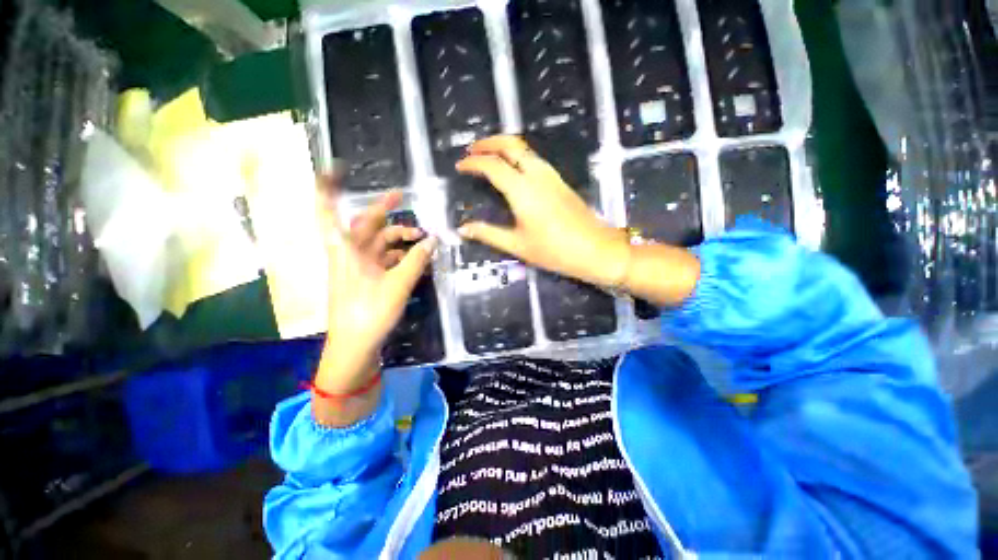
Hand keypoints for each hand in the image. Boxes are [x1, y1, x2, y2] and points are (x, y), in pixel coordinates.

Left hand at [316, 176, 436, 393]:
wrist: (355, 346)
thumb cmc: (370, 312)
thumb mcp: (399, 284)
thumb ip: (417, 260)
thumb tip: (433, 240)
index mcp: (347, 250)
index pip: (328, 212)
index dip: (327, 189)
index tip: (335, 169)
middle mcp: (349, 254)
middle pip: (365, 225)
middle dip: (385, 211)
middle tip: (404, 199)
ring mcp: (358, 267)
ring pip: (378, 242)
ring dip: (398, 238)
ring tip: (423, 239)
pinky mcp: (367, 279)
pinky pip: (384, 259)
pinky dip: (400, 255)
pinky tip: (416, 258)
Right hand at [455, 135, 629, 287]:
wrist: (595, 249)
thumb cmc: (554, 251)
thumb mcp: (517, 245)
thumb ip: (488, 234)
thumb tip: (463, 229)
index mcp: (522, 190)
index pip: (492, 166)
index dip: (473, 163)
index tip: (460, 166)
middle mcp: (537, 175)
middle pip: (511, 145)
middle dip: (489, 142)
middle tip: (472, 150)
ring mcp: (551, 176)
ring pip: (525, 149)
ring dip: (504, 146)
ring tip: (488, 156)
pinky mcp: (560, 181)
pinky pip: (534, 159)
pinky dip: (518, 156)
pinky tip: (512, 170)